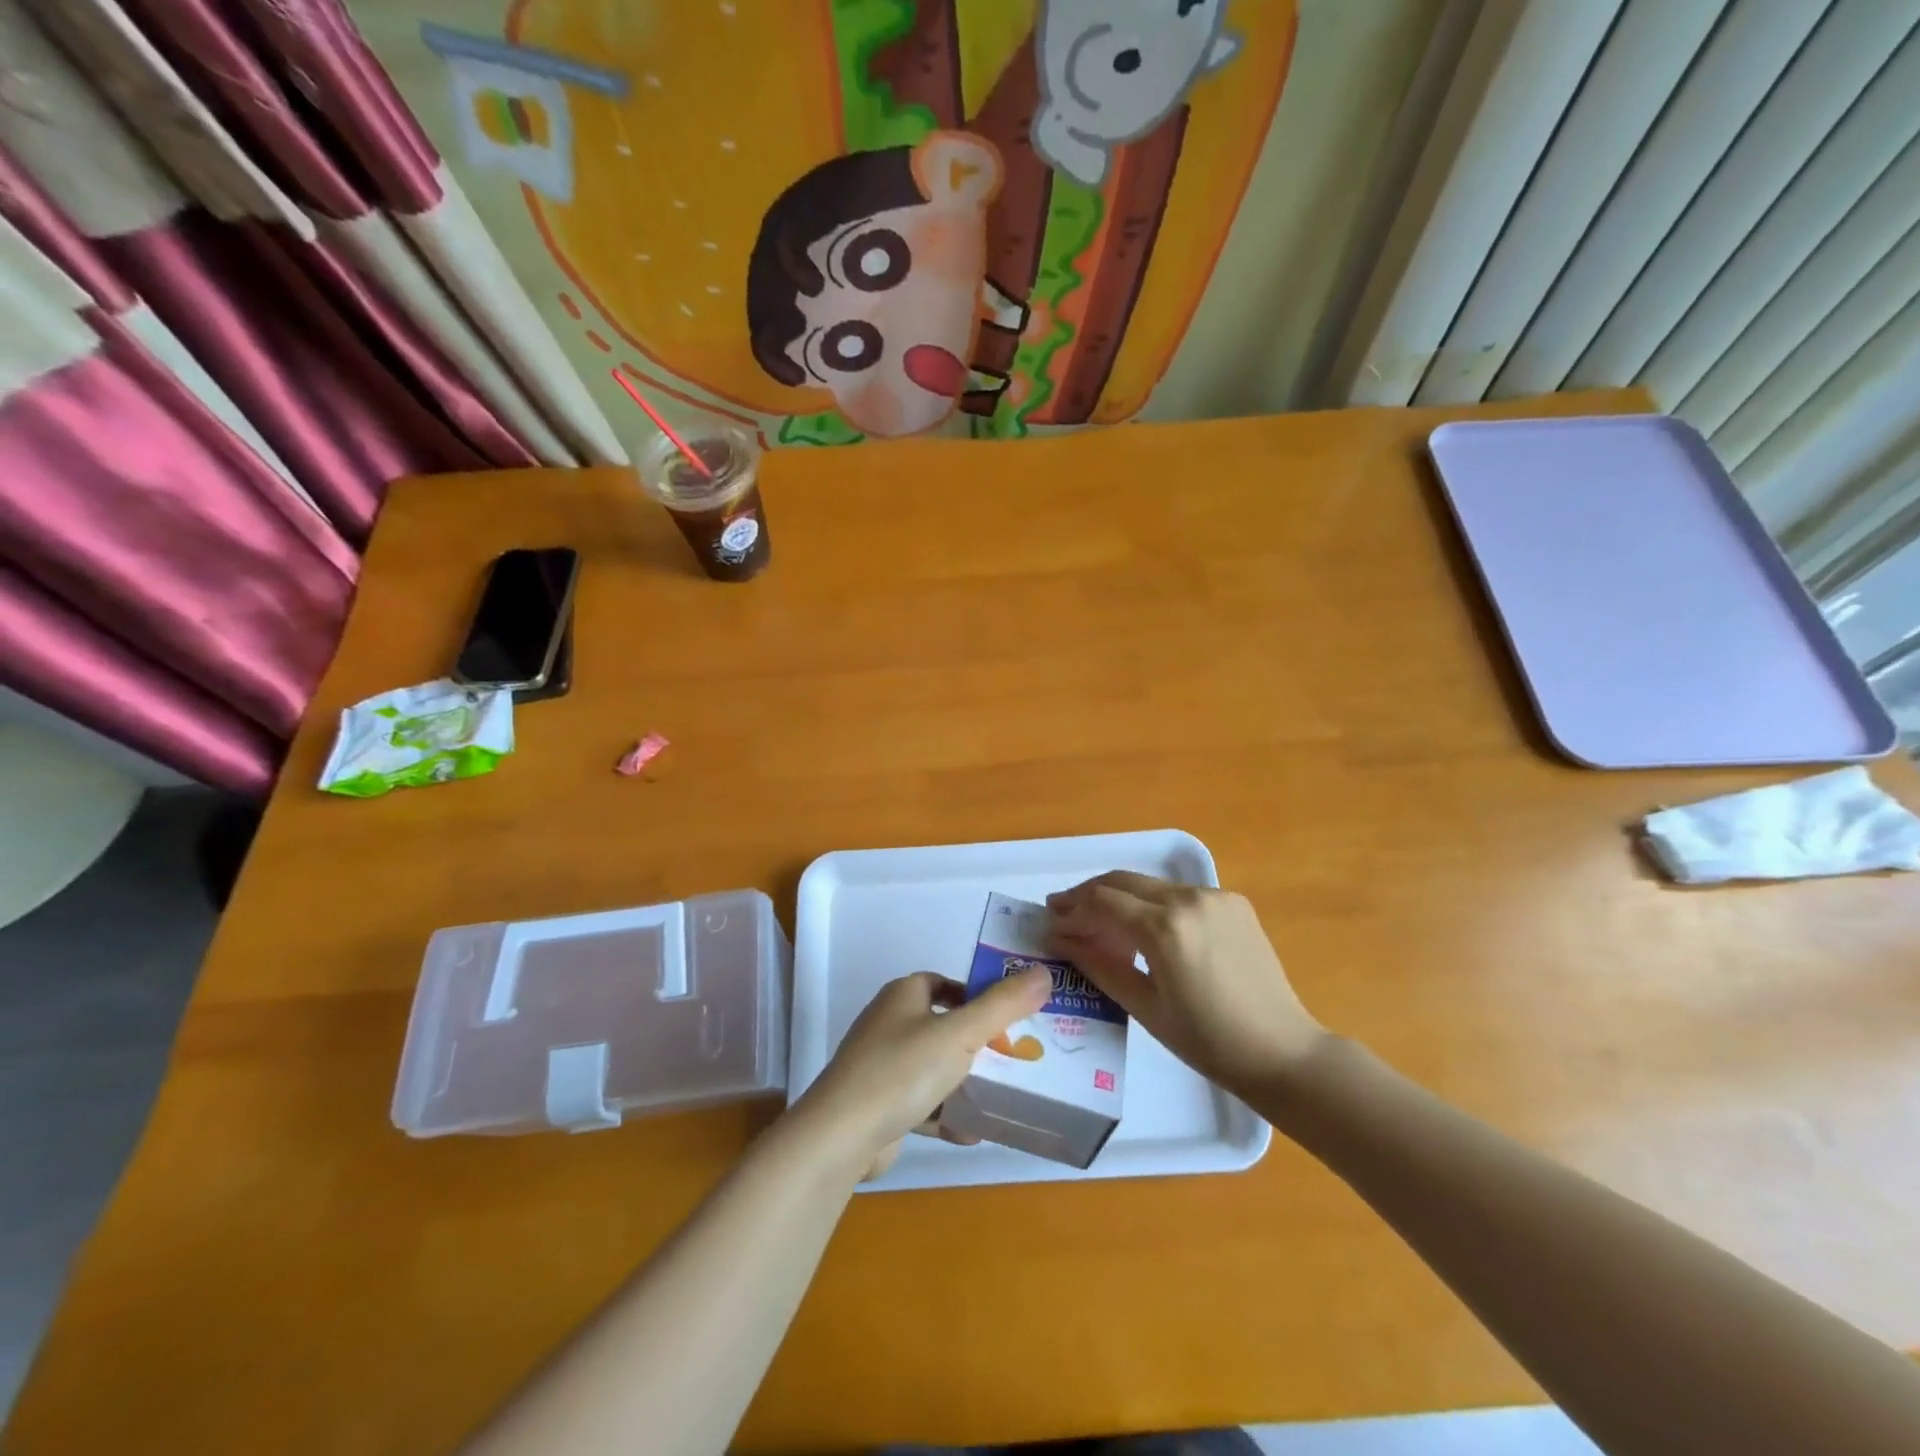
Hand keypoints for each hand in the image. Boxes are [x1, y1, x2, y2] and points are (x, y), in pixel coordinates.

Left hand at [798, 968, 1052, 1178]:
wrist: (841, 1136)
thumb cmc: (902, 1070)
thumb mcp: (960, 1033)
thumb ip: (1003, 1005)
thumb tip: (1043, 973)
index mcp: (903, 995)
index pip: (946, 984)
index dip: (978, 996)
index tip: (1010, 1019)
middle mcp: (890, 1023)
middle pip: (944, 1026)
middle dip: (978, 1043)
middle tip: (1014, 1059)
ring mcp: (881, 1065)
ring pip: (934, 1067)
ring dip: (964, 1082)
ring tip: (1002, 1096)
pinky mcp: (879, 1104)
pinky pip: (921, 1103)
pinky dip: (945, 1114)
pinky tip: (972, 1132)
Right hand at [1047, 872, 1325, 1096]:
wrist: (1283, 1051)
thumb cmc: (1207, 1041)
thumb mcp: (1143, 1006)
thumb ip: (1098, 964)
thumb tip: (1060, 938)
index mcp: (1165, 928)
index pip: (1102, 901)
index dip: (1071, 909)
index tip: (1050, 921)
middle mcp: (1188, 898)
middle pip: (1122, 881)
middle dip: (1088, 894)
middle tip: (1063, 912)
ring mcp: (1214, 895)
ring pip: (1150, 884)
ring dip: (1119, 897)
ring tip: (1098, 922)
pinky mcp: (1232, 901)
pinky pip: (1178, 893)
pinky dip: (1153, 904)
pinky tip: (1144, 928)